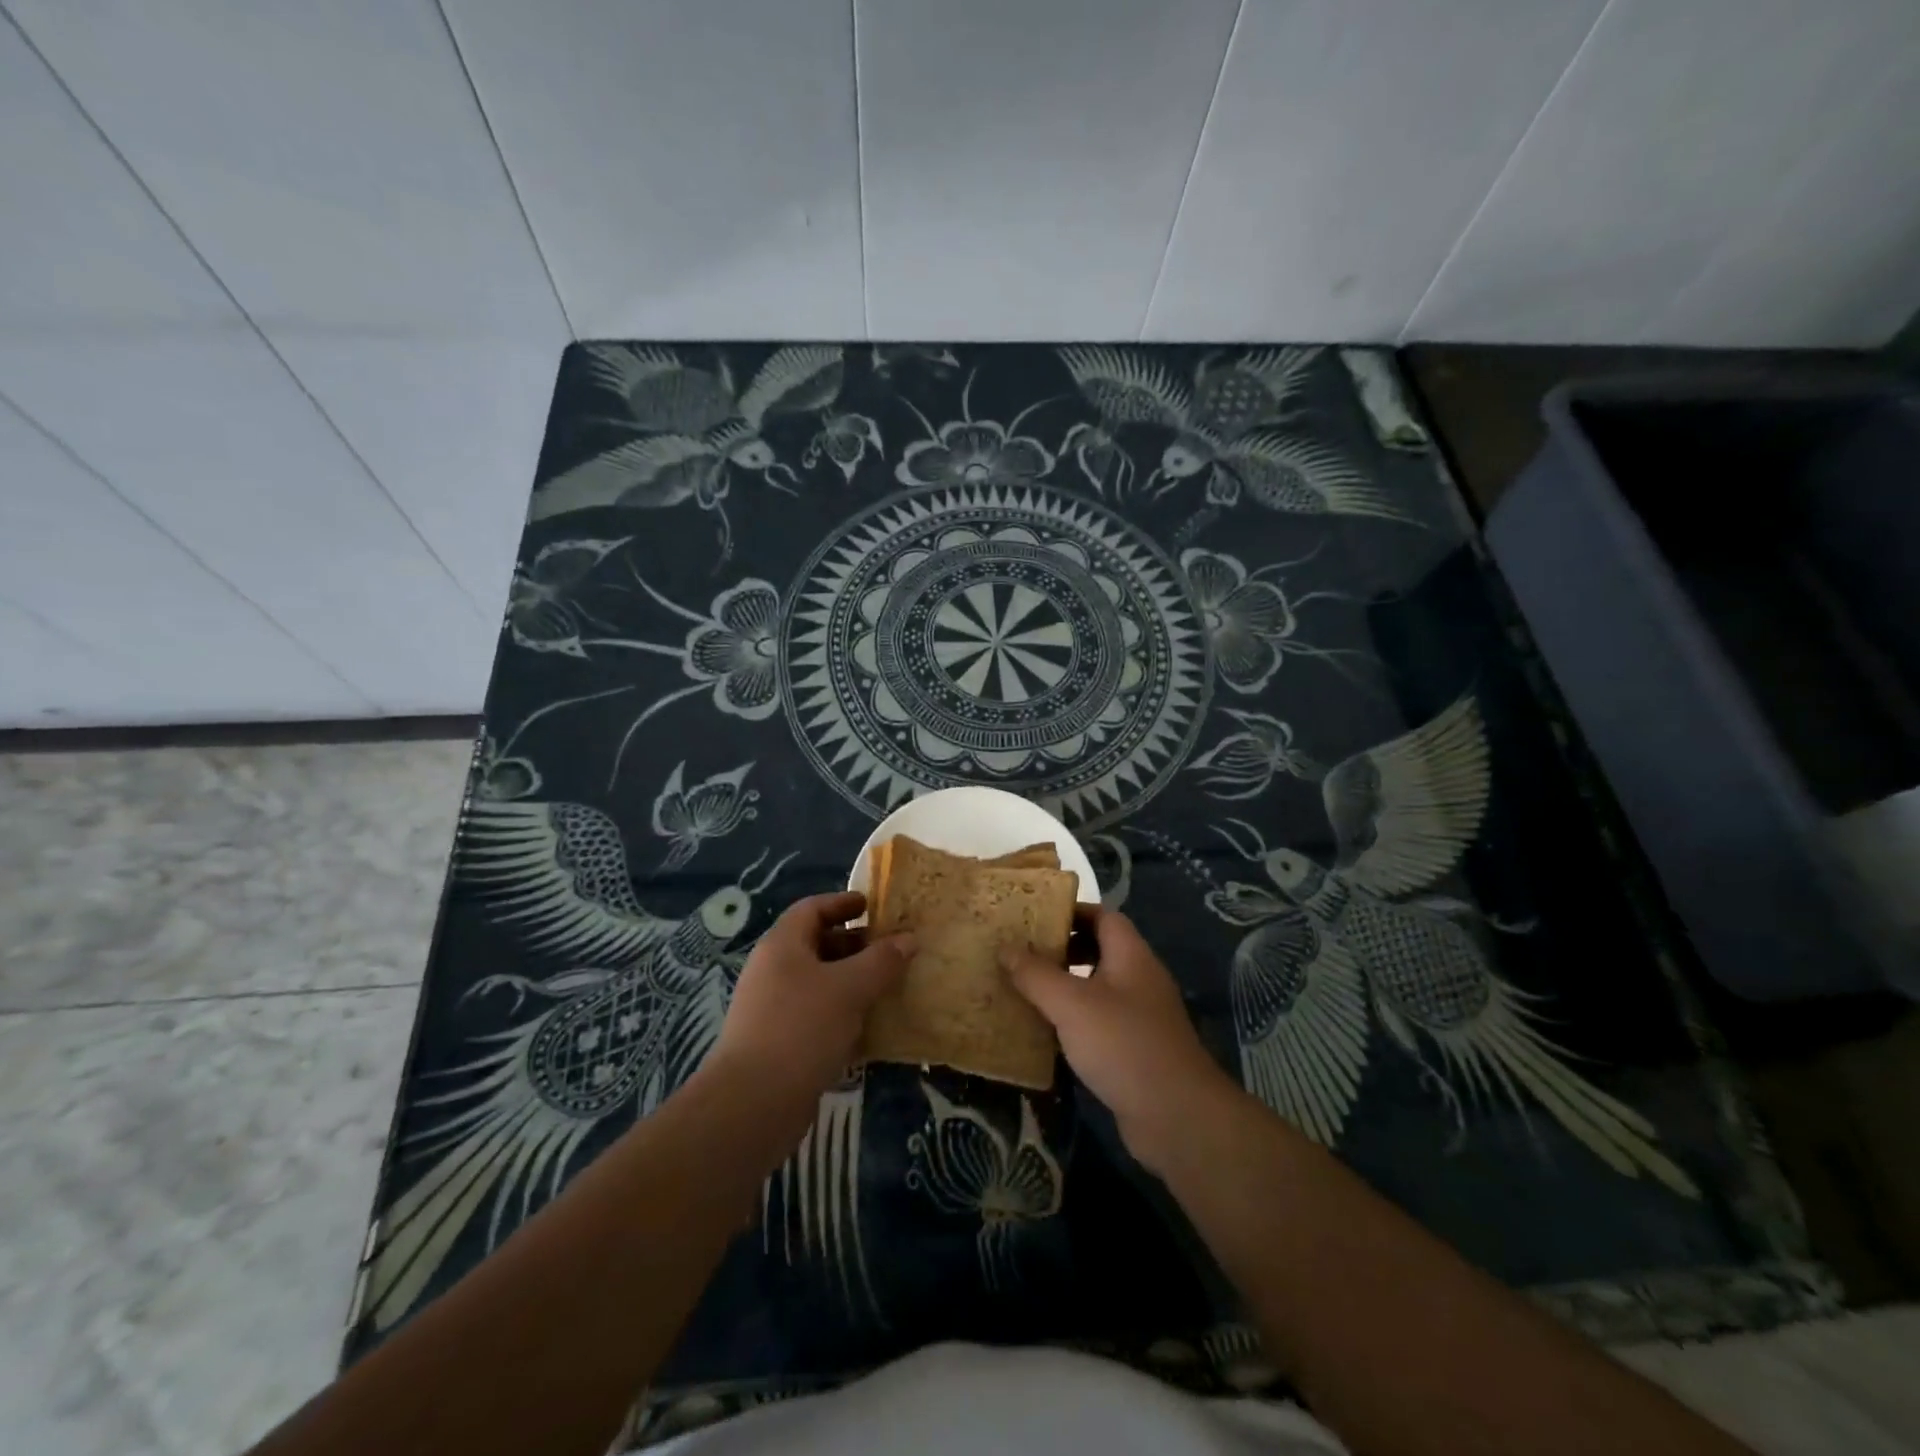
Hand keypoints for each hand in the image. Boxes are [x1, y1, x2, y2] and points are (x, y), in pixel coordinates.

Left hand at [709, 892, 913, 1117]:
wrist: (753, 1103)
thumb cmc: (802, 1028)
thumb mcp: (850, 988)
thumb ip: (881, 961)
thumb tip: (908, 939)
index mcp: (782, 945)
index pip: (812, 909)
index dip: (842, 903)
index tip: (872, 905)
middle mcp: (772, 970)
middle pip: (815, 944)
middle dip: (853, 945)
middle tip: (889, 949)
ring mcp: (771, 1008)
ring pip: (817, 982)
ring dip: (850, 981)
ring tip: (886, 987)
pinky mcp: (777, 1042)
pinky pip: (815, 1015)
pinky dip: (841, 1013)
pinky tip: (868, 1027)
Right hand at [1002, 908, 1237, 1174]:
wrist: (1177, 1118)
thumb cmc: (1123, 1045)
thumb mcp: (1071, 1004)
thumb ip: (1036, 974)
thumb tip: (1005, 947)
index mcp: (1131, 956)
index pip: (1102, 916)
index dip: (1069, 912)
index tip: (1032, 917)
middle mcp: (1138, 979)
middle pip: (1098, 950)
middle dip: (1060, 950)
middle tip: (1020, 954)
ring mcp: (1139, 1017)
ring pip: (1096, 990)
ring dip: (1063, 989)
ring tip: (1022, 990)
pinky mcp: (1134, 1051)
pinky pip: (1098, 1024)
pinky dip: (1072, 1024)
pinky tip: (1043, 1034)